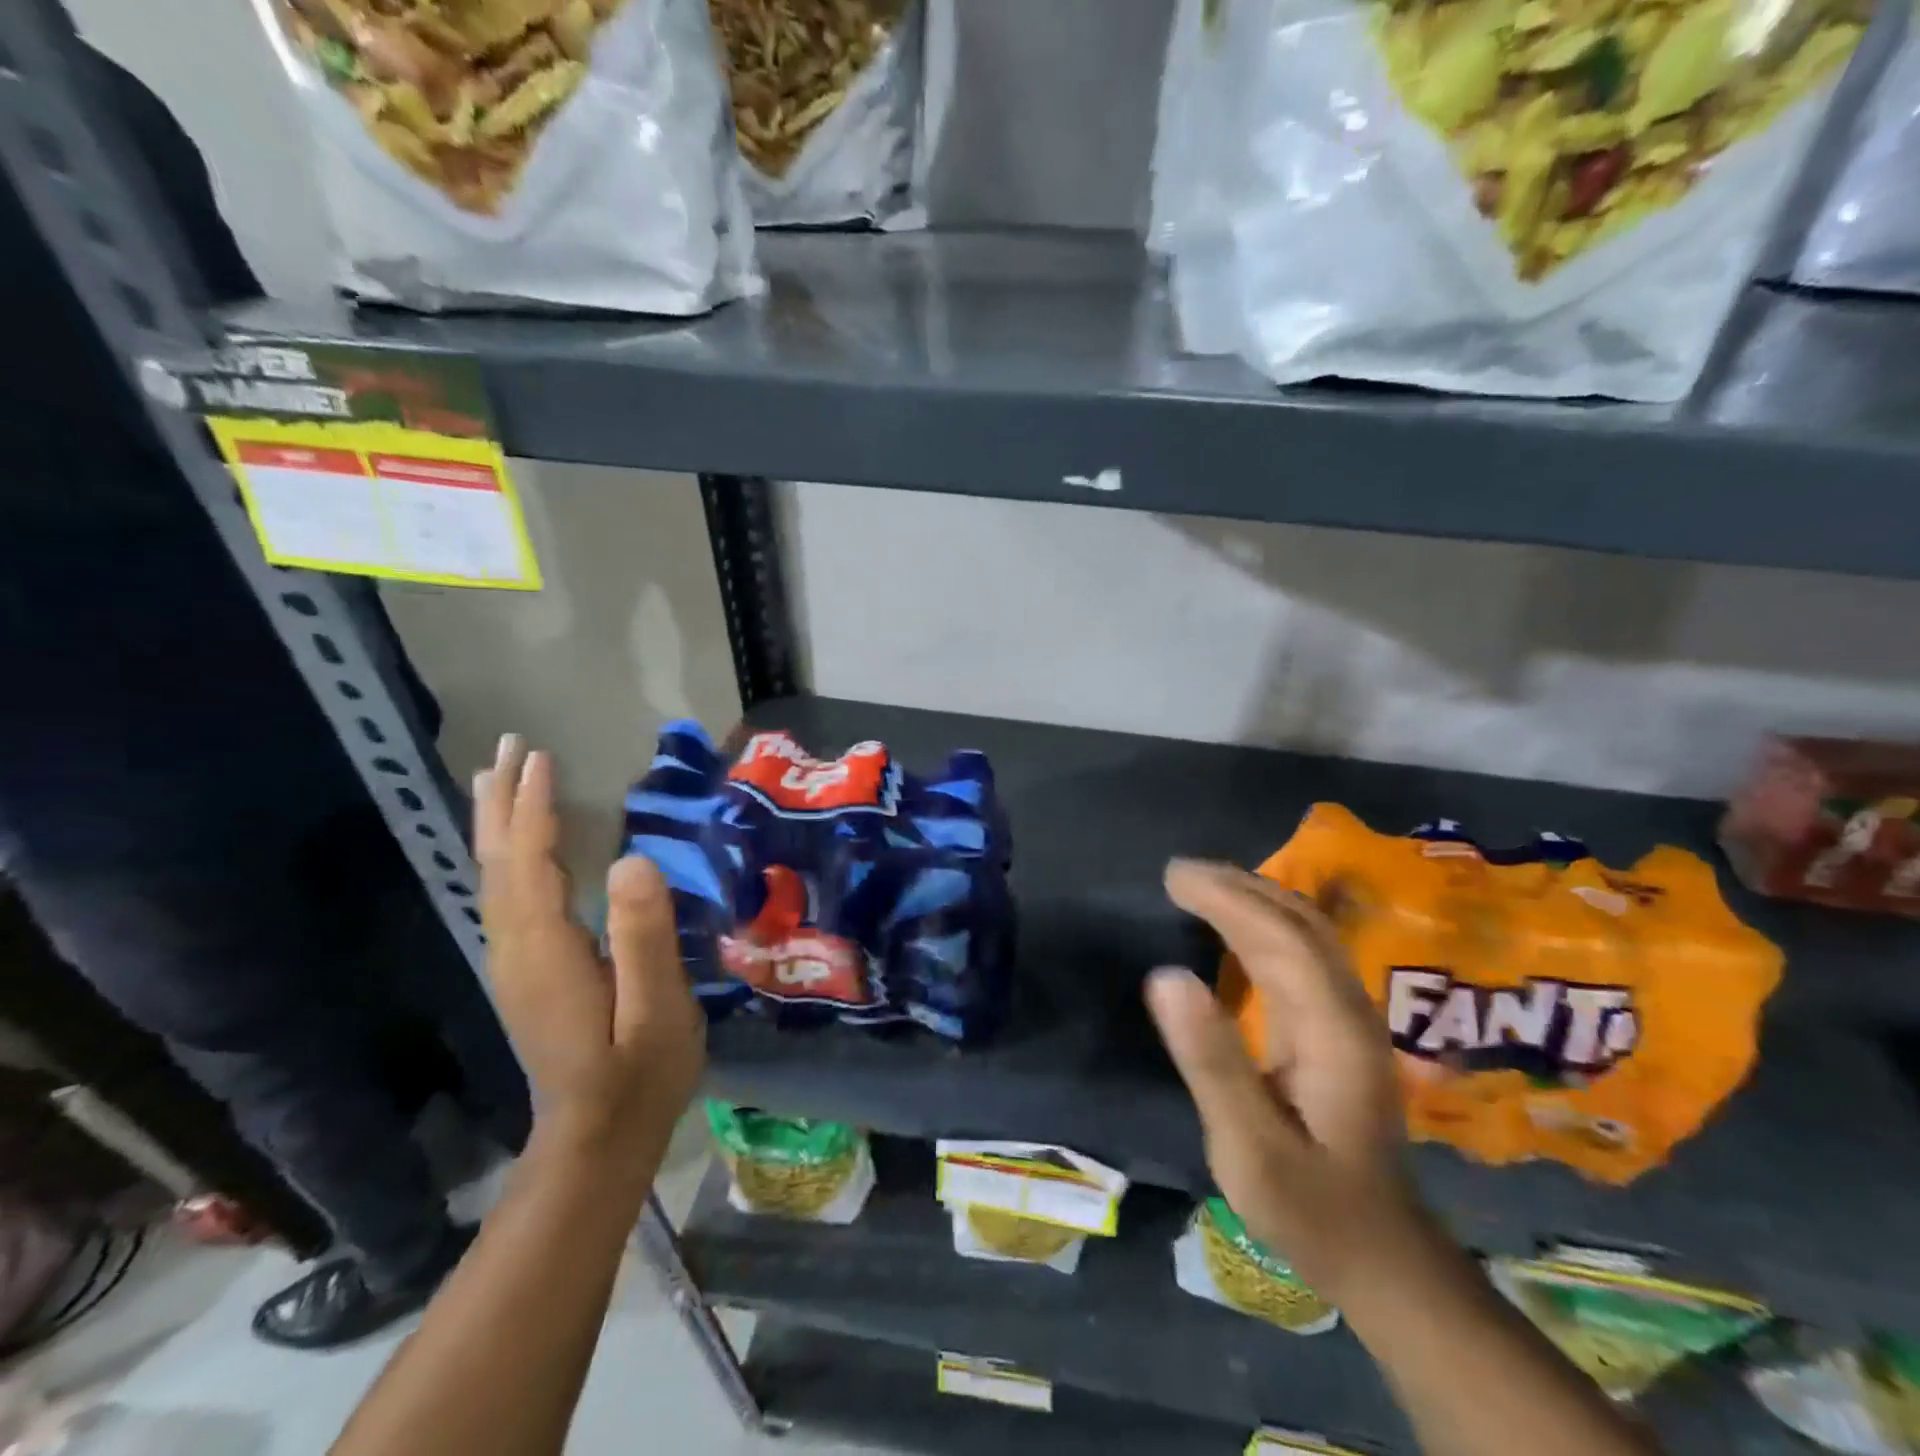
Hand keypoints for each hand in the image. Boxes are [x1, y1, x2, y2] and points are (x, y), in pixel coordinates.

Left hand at [473, 735, 705, 1157]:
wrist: (597, 1140)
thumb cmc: (640, 1072)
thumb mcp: (657, 1006)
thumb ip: (644, 935)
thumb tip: (634, 859)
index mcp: (547, 949)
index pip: (532, 862)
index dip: (535, 806)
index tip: (540, 756)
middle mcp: (516, 949)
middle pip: (499, 863)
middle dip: (502, 802)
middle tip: (507, 747)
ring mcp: (515, 964)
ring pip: (495, 880)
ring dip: (498, 825)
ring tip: (498, 780)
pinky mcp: (526, 974)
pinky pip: (505, 897)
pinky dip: (507, 857)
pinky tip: (516, 850)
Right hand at [1147, 859, 1417, 1297]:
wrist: (1382, 1256)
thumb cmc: (1311, 1207)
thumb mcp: (1250, 1147)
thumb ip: (1212, 1062)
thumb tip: (1166, 976)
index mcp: (1333, 1030)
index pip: (1279, 938)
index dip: (1226, 899)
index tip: (1174, 878)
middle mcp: (1349, 1010)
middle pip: (1300, 922)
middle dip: (1239, 886)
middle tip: (1179, 872)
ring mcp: (1350, 1018)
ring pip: (1306, 933)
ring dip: (1253, 898)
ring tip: (1200, 886)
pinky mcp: (1340, 1030)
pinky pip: (1301, 954)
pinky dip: (1263, 925)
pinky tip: (1235, 928)